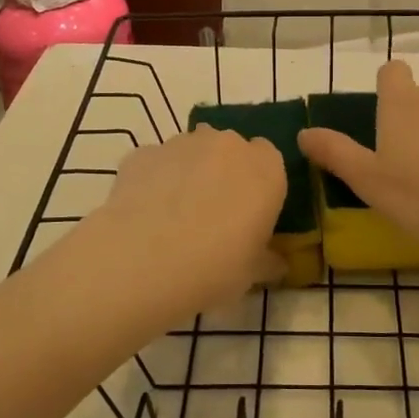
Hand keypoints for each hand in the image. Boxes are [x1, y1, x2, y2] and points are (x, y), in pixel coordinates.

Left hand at [82, 125, 287, 320]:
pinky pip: (156, 163)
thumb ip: (268, 260)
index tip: (250, 213)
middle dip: (224, 173)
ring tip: (174, 216)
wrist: (143, 261)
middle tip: (213, 215)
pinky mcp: (142, 152)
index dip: (259, 184)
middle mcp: (227, 145)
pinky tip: (145, 214)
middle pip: (230, 150)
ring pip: (191, 152)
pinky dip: (154, 180)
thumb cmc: (215, 268)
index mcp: (265, 169)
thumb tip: (276, 263)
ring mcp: (181, 143)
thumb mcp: (253, 274)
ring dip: (189, 173)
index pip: (270, 160)